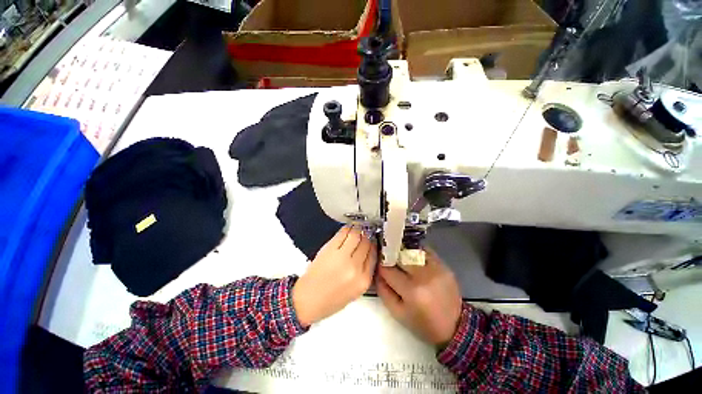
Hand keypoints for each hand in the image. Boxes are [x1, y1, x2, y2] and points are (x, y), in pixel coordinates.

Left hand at [293, 226, 376, 326]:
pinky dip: (346, 229)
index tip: (371, 242)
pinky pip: (342, 234)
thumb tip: (367, 254)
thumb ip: (363, 273)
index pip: (373, 255)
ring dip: (357, 231)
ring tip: (356, 229)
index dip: (373, 246)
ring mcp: (342, 257)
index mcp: (363, 280)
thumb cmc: (329, 299)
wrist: (307, 300)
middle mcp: (355, 268)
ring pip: (356, 235)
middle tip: (364, 235)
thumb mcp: (354, 291)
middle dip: (366, 238)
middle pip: (366, 243)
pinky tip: (347, 229)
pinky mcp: (330, 250)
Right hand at [376, 249, 461, 346]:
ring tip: (400, 257)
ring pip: (411, 250)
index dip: (381, 267)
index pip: (388, 270)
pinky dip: (416, 252)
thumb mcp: (398, 313)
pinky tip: (413, 258)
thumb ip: (383, 291)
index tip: (379, 267)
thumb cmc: (423, 323)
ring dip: (403, 252)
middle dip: (390, 257)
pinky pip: (425, 251)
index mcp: (411, 291)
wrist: (455, 327)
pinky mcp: (444, 265)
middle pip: (399, 255)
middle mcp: (424, 275)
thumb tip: (377, 272)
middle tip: (388, 259)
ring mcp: (436, 268)